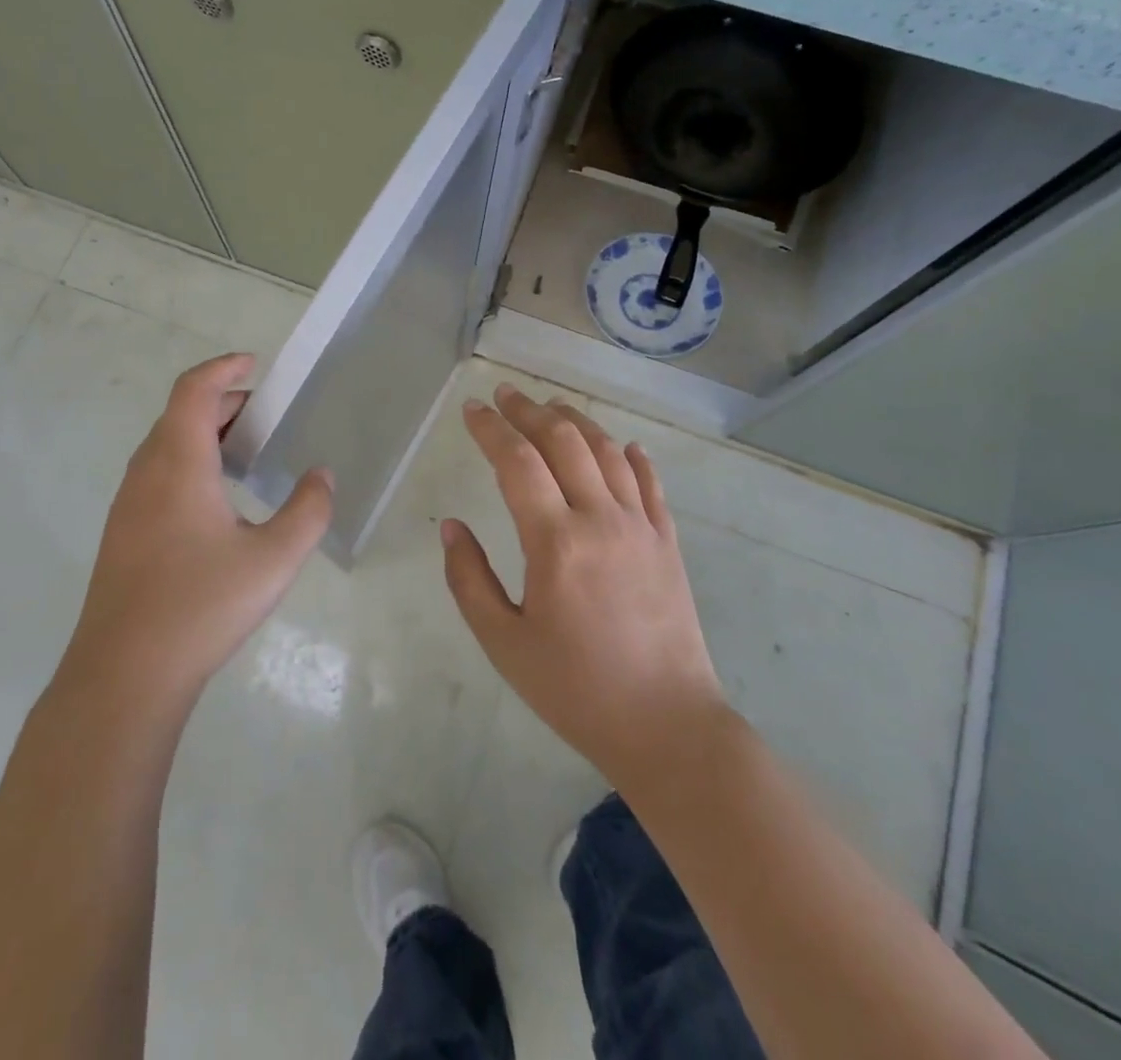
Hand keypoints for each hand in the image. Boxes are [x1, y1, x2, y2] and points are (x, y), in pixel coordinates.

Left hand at [60, 353, 333, 710]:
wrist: (124, 674)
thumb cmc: (201, 606)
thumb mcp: (274, 558)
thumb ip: (308, 511)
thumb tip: (322, 476)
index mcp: (179, 462)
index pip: (195, 390)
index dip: (223, 367)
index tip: (255, 364)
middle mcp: (147, 472)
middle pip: (181, 414)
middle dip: (225, 404)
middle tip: (267, 418)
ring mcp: (129, 504)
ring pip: (167, 446)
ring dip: (205, 435)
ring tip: (248, 455)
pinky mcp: (124, 533)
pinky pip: (159, 474)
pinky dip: (190, 463)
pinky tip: (218, 502)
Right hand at [442, 384, 724, 783]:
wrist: (667, 726)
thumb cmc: (575, 689)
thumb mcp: (504, 643)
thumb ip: (469, 579)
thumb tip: (452, 526)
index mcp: (555, 542)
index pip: (516, 461)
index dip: (491, 429)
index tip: (472, 410)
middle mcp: (600, 519)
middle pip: (563, 442)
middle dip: (529, 411)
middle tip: (505, 394)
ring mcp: (640, 527)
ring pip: (607, 452)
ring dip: (576, 421)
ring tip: (552, 406)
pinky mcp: (667, 543)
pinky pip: (650, 484)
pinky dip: (632, 457)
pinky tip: (623, 445)